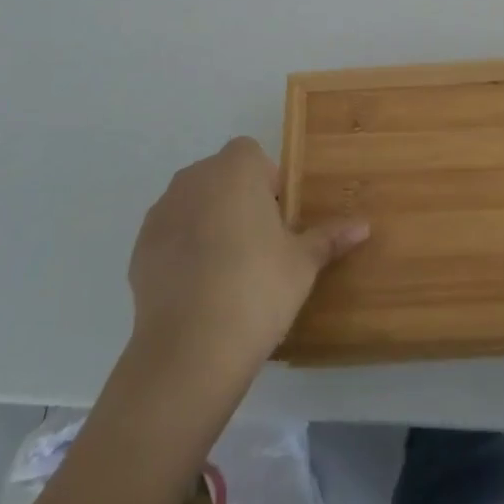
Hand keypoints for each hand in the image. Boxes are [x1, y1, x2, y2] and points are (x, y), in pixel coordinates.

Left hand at [125, 137, 368, 376]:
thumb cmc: (258, 287)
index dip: (267, 181)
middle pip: (220, 176)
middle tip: (259, 243)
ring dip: (209, 221)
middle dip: (238, 199)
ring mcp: (161, 213)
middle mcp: (193, 179)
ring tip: (228, 268)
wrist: (190, 349)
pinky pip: (170, 235)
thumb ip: (329, 237)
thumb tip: (364, 225)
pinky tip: (200, 288)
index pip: (251, 154)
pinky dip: (183, 250)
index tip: (278, 217)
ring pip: (193, 204)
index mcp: (235, 170)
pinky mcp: (139, 249)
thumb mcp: (303, 263)